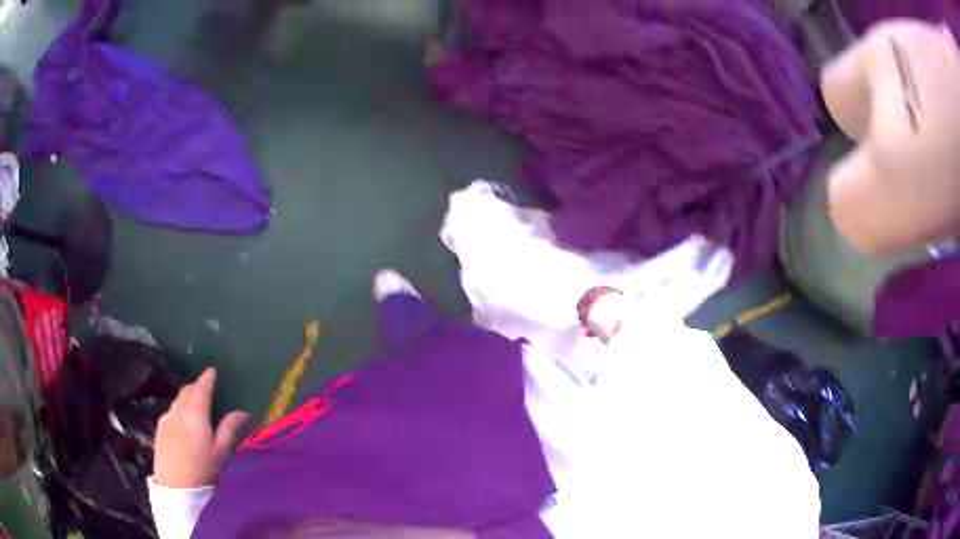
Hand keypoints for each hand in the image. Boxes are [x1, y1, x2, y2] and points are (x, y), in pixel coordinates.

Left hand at [154, 368, 249, 488]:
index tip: (213, 370)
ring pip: (177, 401)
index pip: (201, 388)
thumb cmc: (203, 469)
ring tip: (195, 406)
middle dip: (196, 386)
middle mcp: (178, 410)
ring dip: (187, 398)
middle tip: (206, 388)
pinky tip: (183, 423)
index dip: (207, 378)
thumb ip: (230, 428)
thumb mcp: (221, 451)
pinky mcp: (159, 429)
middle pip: (187, 391)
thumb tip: (243, 412)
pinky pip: (171, 411)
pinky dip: (179, 409)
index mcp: (195, 413)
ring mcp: (166, 418)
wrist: (176, 487)